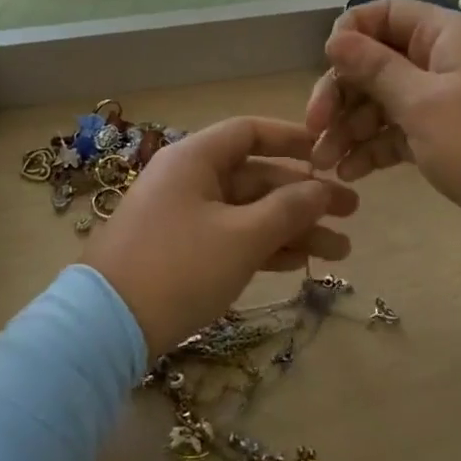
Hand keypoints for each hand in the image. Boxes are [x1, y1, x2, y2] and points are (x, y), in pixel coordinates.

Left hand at [82, 117, 358, 354]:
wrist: (107, 328)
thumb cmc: (179, 268)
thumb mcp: (241, 237)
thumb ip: (288, 209)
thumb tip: (322, 188)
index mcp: (195, 159)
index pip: (249, 132)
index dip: (292, 140)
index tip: (330, 155)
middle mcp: (189, 179)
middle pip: (255, 176)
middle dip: (304, 195)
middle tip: (352, 212)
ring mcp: (183, 216)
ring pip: (248, 211)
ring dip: (292, 227)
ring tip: (341, 250)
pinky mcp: (181, 251)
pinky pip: (232, 236)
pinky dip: (264, 246)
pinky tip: (301, 262)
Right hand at [305, 0, 460, 258]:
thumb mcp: (423, 105)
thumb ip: (375, 69)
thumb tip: (335, 37)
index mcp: (443, 34)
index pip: (381, 13)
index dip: (348, 37)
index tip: (325, 73)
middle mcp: (443, 59)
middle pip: (376, 61)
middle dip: (341, 95)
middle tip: (315, 132)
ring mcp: (448, 99)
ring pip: (385, 100)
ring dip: (351, 127)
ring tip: (325, 162)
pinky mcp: (450, 136)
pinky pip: (401, 130)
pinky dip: (375, 148)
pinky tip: (350, 172)